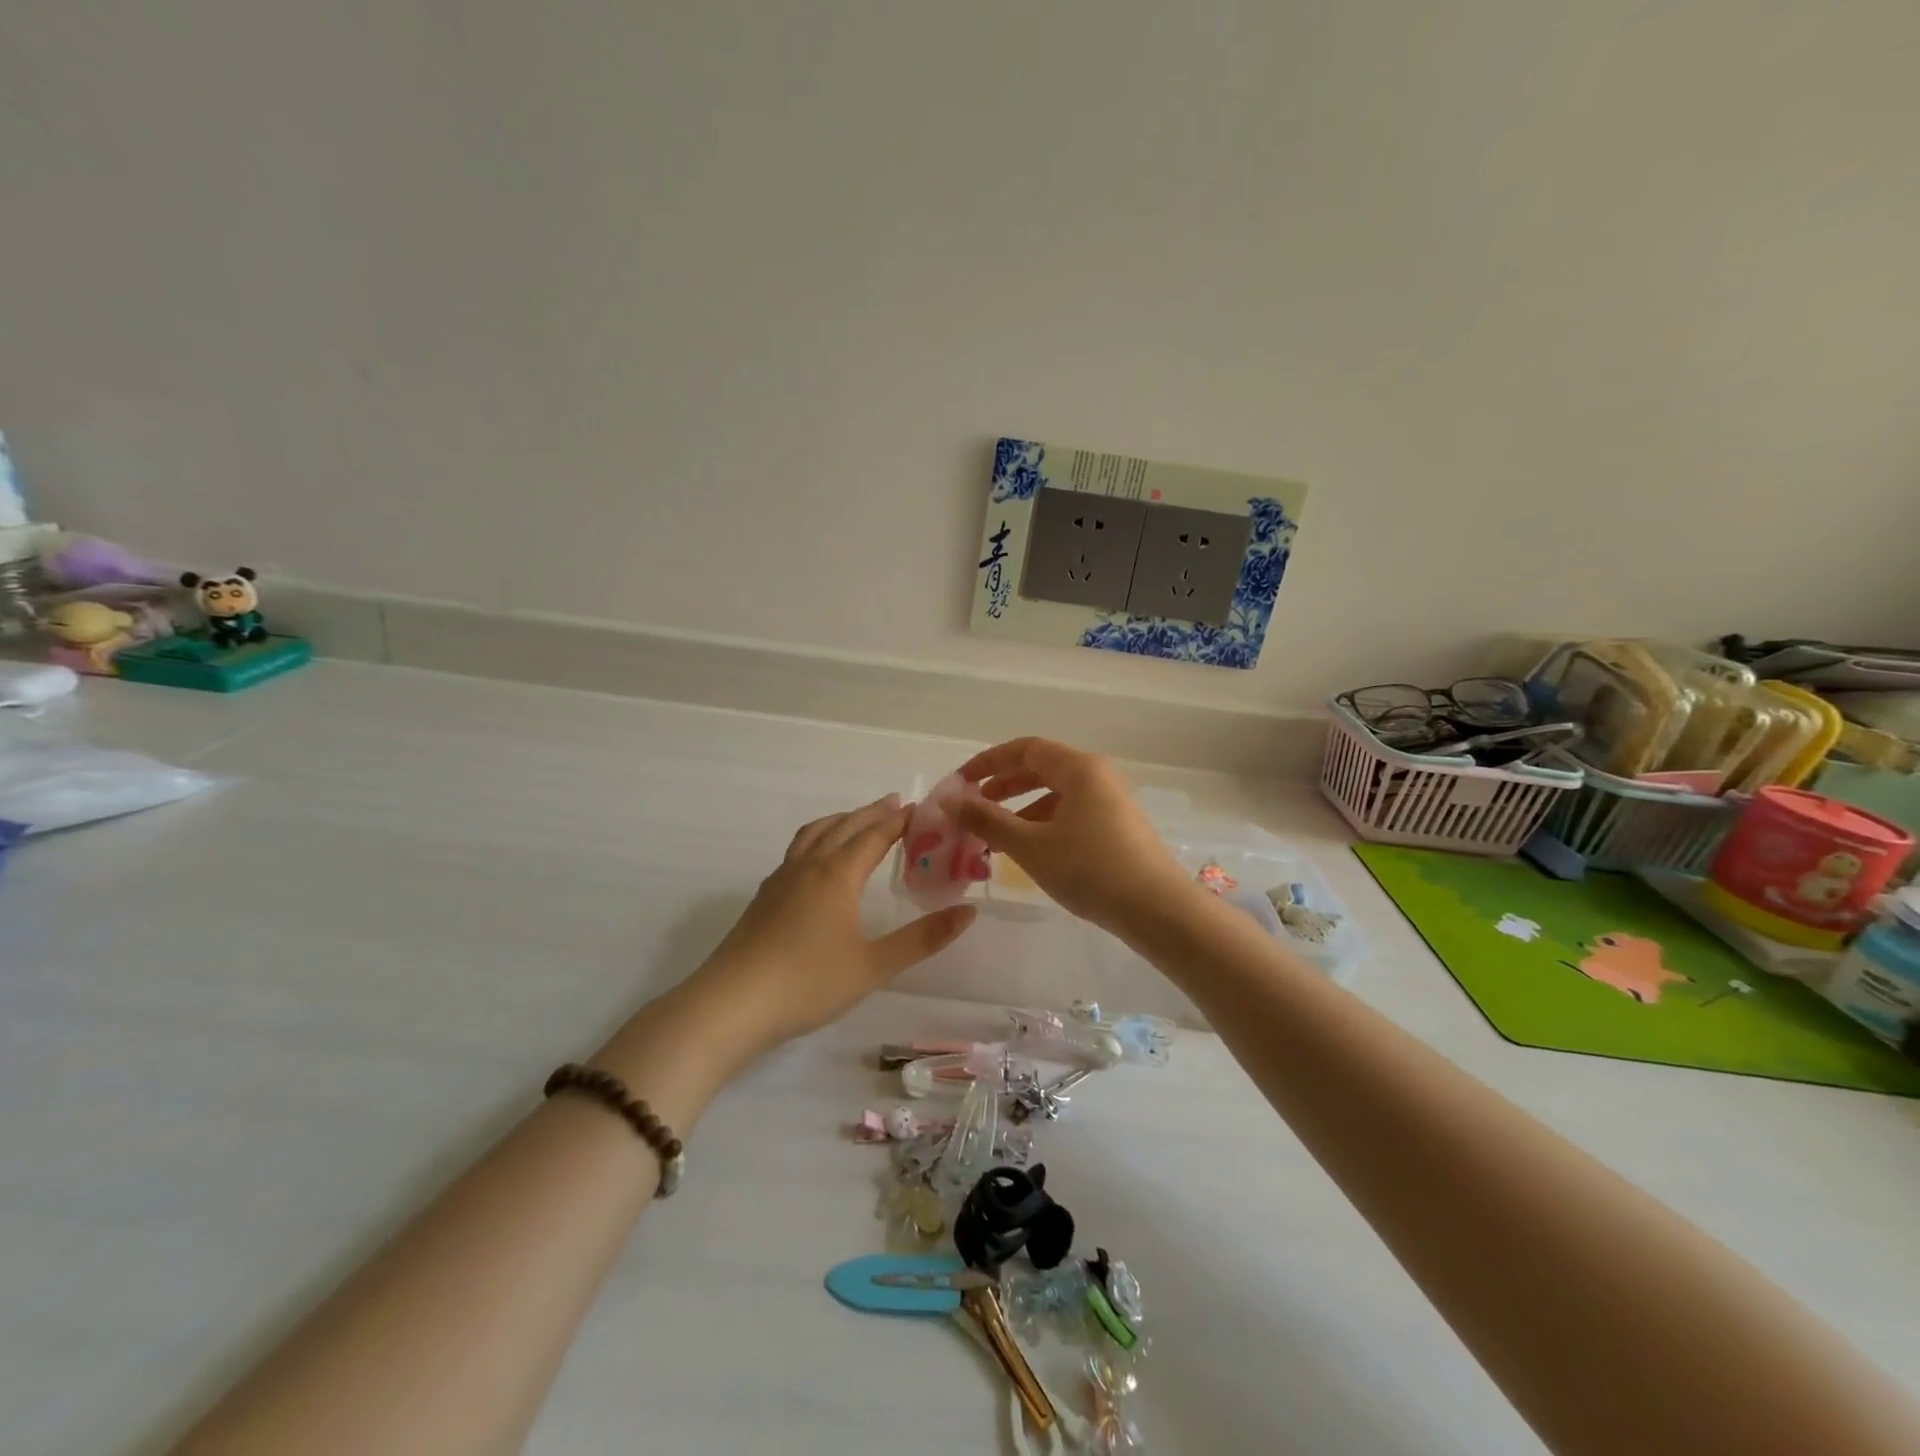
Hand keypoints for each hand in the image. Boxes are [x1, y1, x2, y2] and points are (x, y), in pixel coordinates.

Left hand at [691, 794, 976, 1052]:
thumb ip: (923, 938)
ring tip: (858, 820)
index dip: (899, 820)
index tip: (922, 808)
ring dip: (842, 821)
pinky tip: (818, 862)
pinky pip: (798, 851)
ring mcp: (781, 879)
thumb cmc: (808, 982)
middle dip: (873, 813)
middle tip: (897, 804)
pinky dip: (819, 839)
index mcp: (838, 874)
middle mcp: (809, 866)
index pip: (875, 835)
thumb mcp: (874, 965)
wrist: (731, 1005)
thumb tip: (969, 912)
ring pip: (815, 834)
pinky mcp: (764, 897)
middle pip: (845, 826)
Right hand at [954, 738, 1193, 934]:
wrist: (1158, 910)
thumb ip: (987, 820)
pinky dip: (1044, 825)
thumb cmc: (1091, 869)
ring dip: (1022, 811)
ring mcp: (1112, 802)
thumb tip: (950, 800)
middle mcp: (1099, 776)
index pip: (1026, 749)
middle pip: (1042, 769)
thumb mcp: (1031, 845)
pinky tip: (1030, 853)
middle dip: (1003, 787)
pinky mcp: (1119, 828)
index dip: (989, 762)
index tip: (960, 781)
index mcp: (1080, 768)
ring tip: (995, 838)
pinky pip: (1072, 814)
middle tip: (974, 808)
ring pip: (1057, 795)